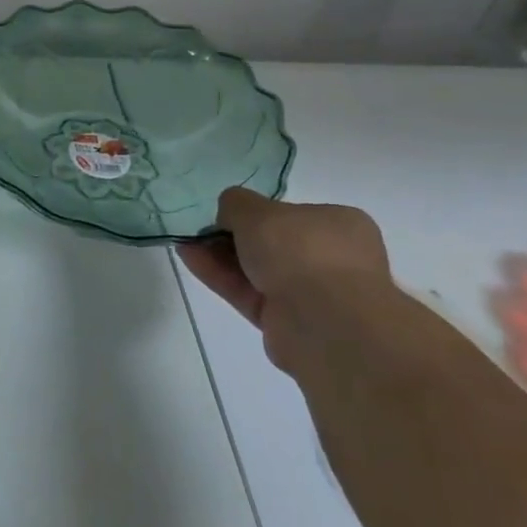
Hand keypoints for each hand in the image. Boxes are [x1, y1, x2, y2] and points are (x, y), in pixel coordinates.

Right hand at [177, 188, 389, 377]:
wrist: (325, 323)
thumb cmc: (301, 251)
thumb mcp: (258, 211)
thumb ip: (236, 204)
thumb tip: (228, 213)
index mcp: (340, 226)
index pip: (293, 215)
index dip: (257, 212)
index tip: (226, 214)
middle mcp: (332, 259)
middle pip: (272, 244)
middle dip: (234, 236)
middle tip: (201, 230)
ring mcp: (311, 294)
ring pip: (257, 270)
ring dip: (221, 256)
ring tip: (185, 242)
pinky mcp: (287, 323)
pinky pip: (248, 293)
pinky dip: (220, 277)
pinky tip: (190, 258)